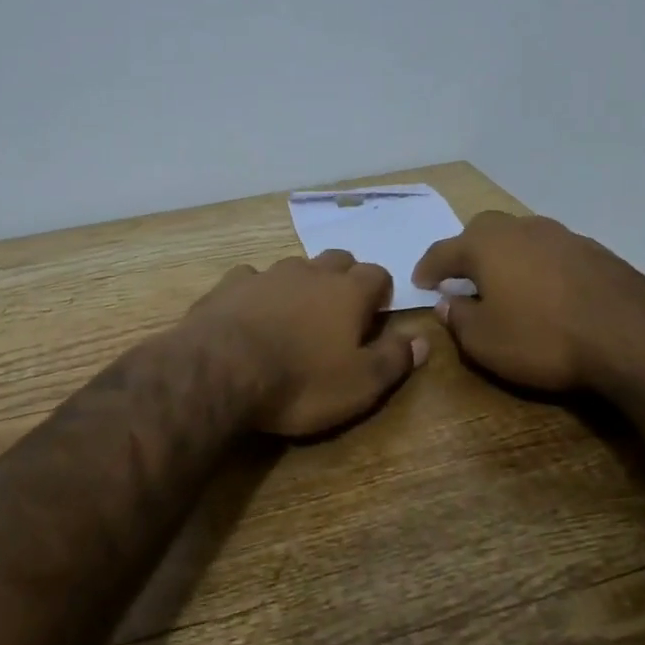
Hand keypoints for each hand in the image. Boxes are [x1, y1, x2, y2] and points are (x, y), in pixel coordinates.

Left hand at [181, 251, 428, 439]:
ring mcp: (267, 274)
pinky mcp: (229, 284)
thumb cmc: (300, 381)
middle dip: (344, 278)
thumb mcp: (360, 384)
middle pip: (337, 260)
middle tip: (341, 310)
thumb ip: (394, 359)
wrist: (221, 370)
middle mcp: (310, 272)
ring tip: (296, 313)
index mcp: (347, 292)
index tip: (378, 314)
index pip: (378, 274)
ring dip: (302, 283)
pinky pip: (251, 278)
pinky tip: (250, 311)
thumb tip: (423, 339)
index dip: (381, 292)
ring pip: (295, 266)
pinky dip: (258, 290)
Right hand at [411, 211, 644, 403]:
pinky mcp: (595, 251)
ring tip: (506, 283)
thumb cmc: (543, 338)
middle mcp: (520, 229)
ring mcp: (562, 236)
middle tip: (462, 276)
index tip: (420, 283)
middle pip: (483, 231)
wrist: (632, 337)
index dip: (428, 268)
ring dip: (507, 256)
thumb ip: (458, 318)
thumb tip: (448, 302)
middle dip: (468, 250)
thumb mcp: (484, 342)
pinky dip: (540, 266)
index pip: (443, 251)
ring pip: (521, 237)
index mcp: (485, 245)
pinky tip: (547, 291)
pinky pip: (552, 252)